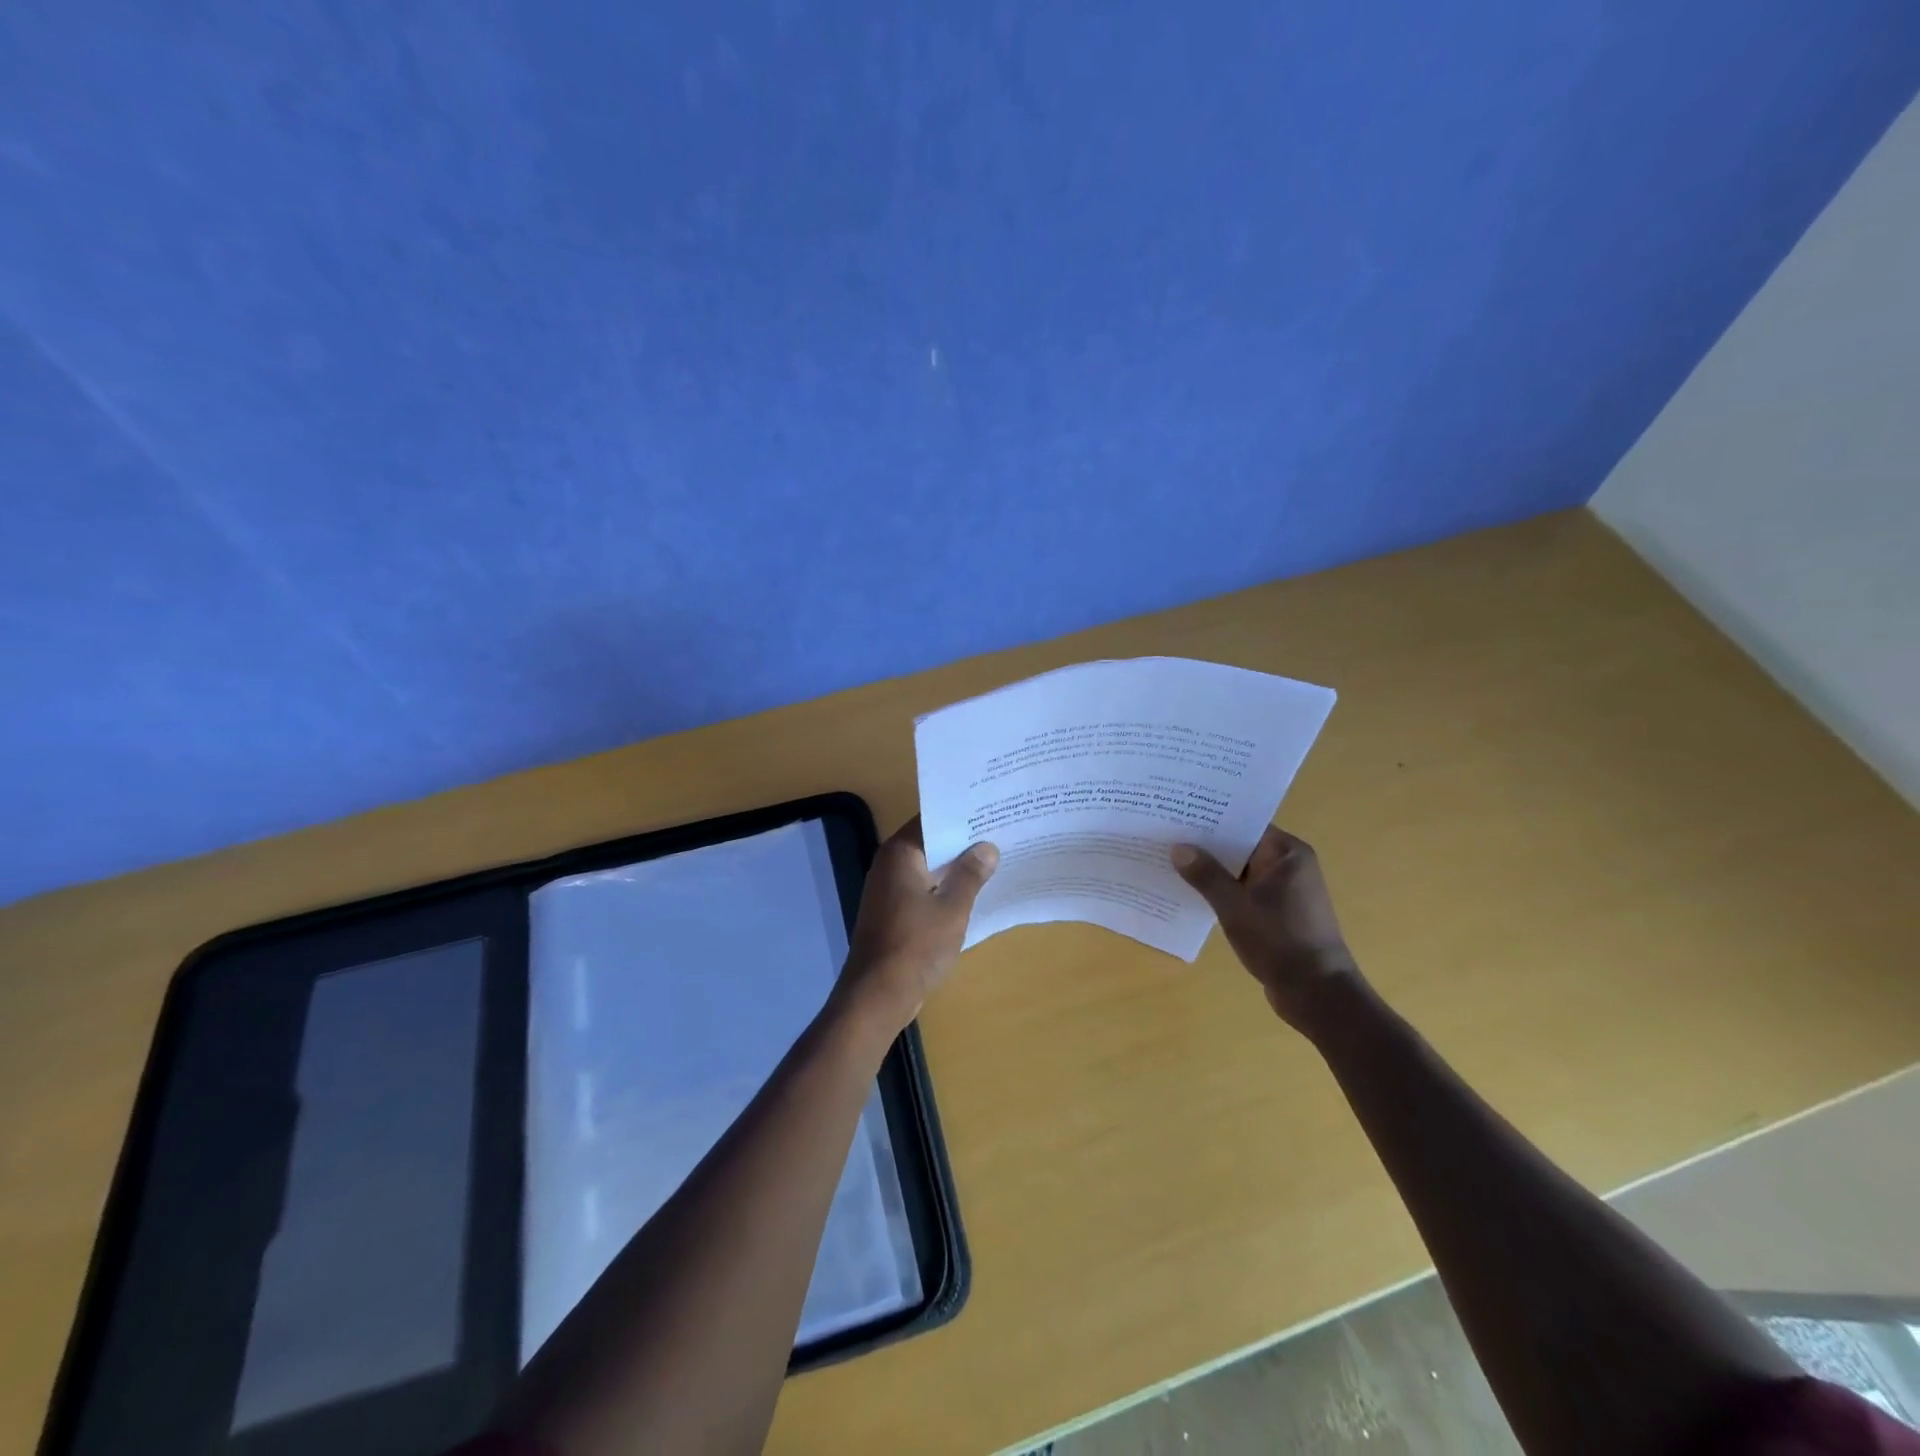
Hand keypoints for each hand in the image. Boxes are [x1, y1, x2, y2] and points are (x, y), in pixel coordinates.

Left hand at [838, 817, 997, 1035]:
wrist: (877, 995)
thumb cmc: (916, 945)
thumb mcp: (953, 908)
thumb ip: (971, 874)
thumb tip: (987, 847)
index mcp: (900, 853)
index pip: (932, 819)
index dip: (962, 816)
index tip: (991, 810)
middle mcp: (889, 864)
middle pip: (930, 842)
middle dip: (962, 841)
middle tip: (1000, 833)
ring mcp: (887, 889)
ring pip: (927, 867)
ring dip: (954, 867)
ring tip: (994, 860)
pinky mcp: (890, 911)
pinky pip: (921, 889)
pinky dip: (943, 888)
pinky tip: (971, 893)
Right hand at [1172, 827, 1363, 1036]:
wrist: (1317, 994)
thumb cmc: (1279, 941)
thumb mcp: (1234, 906)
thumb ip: (1206, 875)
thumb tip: (1178, 848)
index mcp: (1287, 853)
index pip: (1245, 823)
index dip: (1212, 818)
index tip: (1178, 812)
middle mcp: (1289, 865)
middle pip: (1241, 846)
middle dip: (1206, 844)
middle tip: (1166, 835)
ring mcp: (1285, 890)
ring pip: (1240, 871)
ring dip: (1212, 870)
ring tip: (1171, 861)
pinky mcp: (1278, 913)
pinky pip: (1244, 891)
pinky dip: (1222, 891)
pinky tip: (1191, 892)